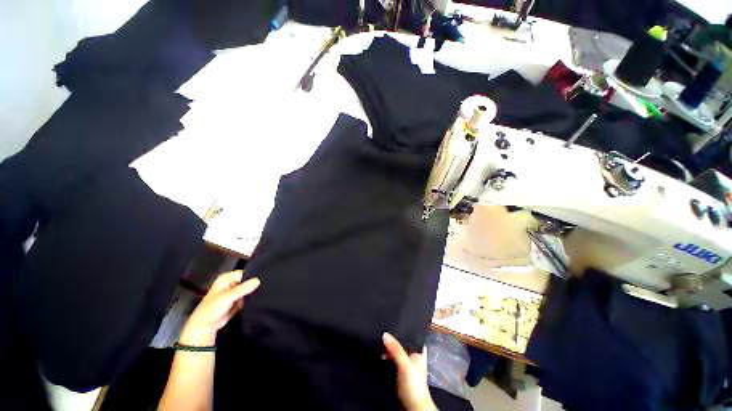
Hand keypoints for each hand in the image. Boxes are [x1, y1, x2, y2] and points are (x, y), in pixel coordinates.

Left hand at [180, 271, 259, 346]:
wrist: (205, 327)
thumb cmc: (212, 309)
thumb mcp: (227, 297)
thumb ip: (242, 289)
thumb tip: (258, 280)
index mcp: (227, 278)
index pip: (245, 273)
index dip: (254, 275)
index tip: (265, 278)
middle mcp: (232, 282)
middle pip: (248, 280)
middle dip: (255, 283)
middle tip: (267, 285)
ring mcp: (236, 291)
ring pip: (250, 288)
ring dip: (255, 291)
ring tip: (265, 291)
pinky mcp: (239, 300)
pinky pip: (249, 296)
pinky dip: (253, 297)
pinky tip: (261, 297)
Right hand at [383, 333, 435, 410]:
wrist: (413, 406)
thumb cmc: (413, 383)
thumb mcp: (405, 364)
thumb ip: (396, 349)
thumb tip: (384, 334)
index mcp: (419, 350)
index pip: (411, 334)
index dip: (402, 328)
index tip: (391, 321)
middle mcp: (413, 354)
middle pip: (402, 341)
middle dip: (393, 337)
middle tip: (382, 330)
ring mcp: (406, 362)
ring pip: (396, 350)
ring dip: (389, 347)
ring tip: (379, 341)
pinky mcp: (400, 370)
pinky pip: (392, 357)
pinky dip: (387, 355)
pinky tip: (380, 352)